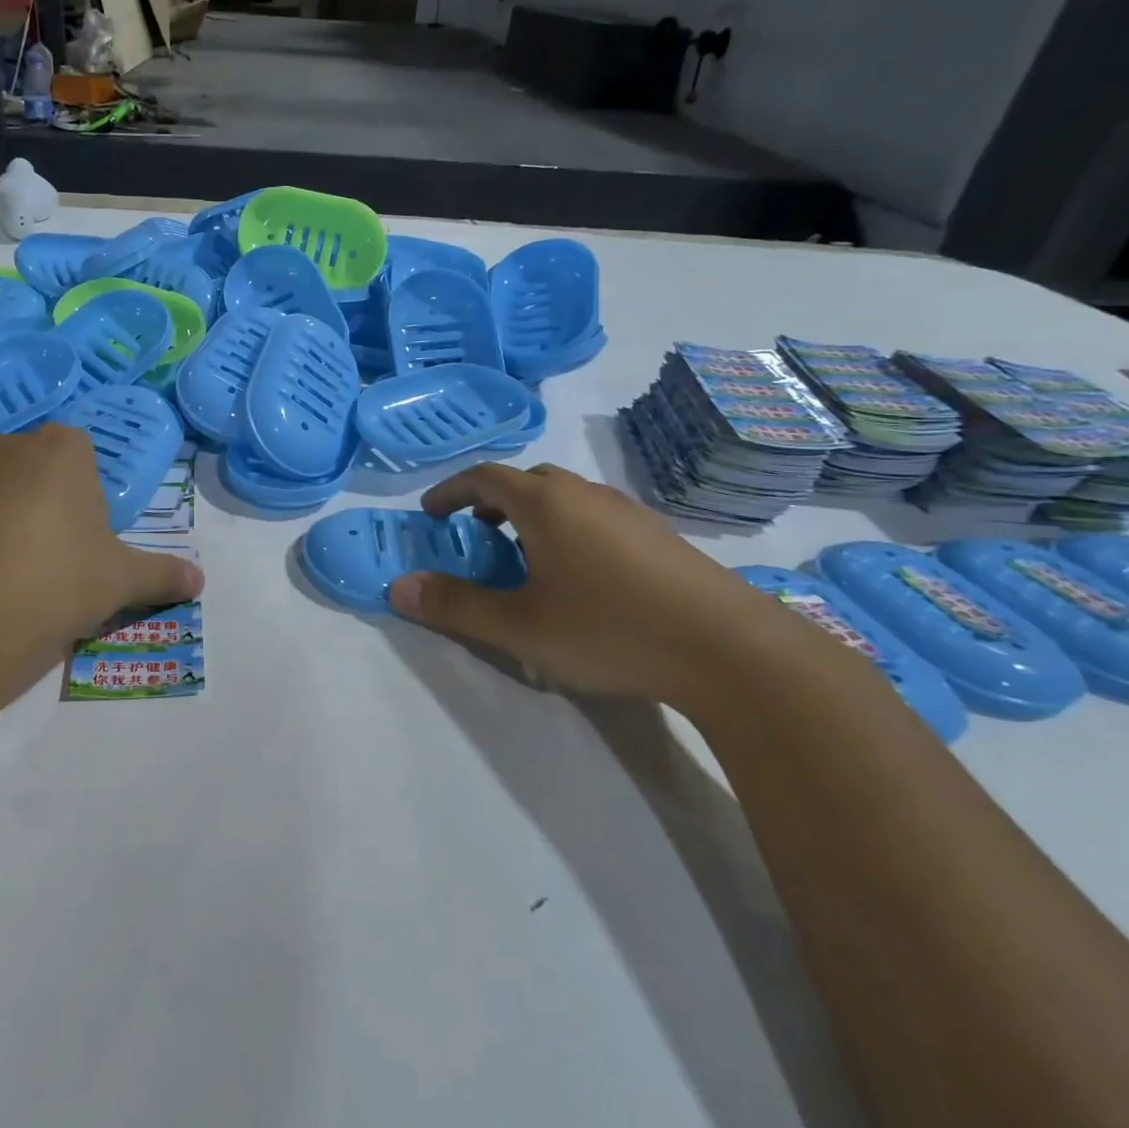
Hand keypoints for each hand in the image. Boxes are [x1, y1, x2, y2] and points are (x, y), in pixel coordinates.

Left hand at [0, 424, 201, 697]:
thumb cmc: (54, 585)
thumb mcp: (120, 582)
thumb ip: (162, 575)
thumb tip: (200, 583)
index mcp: (60, 450)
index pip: (82, 456)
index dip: (88, 498)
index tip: (86, 539)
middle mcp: (5, 446)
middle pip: (36, 468)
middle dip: (45, 501)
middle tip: (53, 558)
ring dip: (3, 516)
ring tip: (9, 574)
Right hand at [388, 463, 819, 708]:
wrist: (729, 650)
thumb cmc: (610, 629)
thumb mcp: (519, 626)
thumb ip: (456, 606)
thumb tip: (398, 588)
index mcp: (546, 504)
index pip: (485, 477)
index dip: (451, 490)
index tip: (432, 514)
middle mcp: (586, 495)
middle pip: (529, 480)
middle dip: (493, 499)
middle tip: (477, 531)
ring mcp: (629, 512)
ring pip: (567, 497)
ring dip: (533, 514)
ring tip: (525, 555)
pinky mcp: (659, 536)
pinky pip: (597, 516)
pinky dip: (568, 528)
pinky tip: (580, 576)